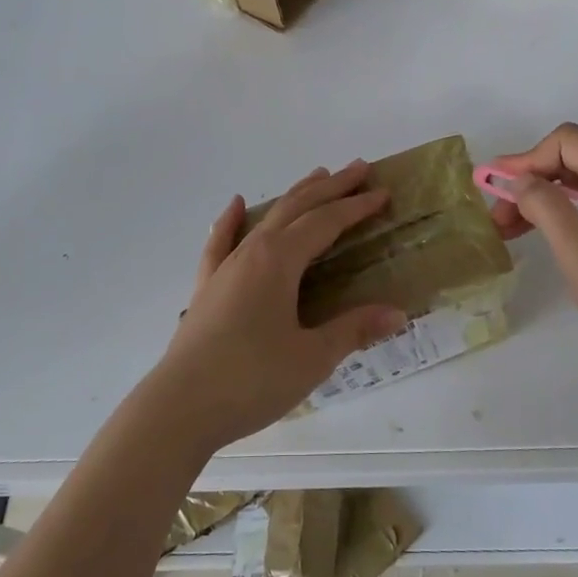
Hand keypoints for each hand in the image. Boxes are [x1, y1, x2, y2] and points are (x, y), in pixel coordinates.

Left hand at [137, 160, 408, 452]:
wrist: (180, 407)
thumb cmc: (252, 380)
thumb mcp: (312, 357)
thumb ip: (353, 330)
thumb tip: (397, 313)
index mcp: (279, 261)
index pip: (326, 222)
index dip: (356, 207)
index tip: (382, 193)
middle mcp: (252, 252)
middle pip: (296, 208)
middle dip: (330, 188)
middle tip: (359, 169)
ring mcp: (226, 267)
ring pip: (265, 219)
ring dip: (294, 197)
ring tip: (316, 177)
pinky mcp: (207, 287)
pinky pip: (220, 242)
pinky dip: (230, 221)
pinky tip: (235, 205)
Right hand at [488, 123, 577, 382]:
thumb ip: (549, 210)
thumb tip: (518, 178)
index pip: (568, 142)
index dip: (528, 159)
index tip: (499, 191)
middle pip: (570, 162)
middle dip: (528, 182)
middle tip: (498, 219)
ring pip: (576, 188)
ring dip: (538, 202)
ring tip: (508, 232)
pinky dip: (557, 219)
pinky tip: (541, 242)